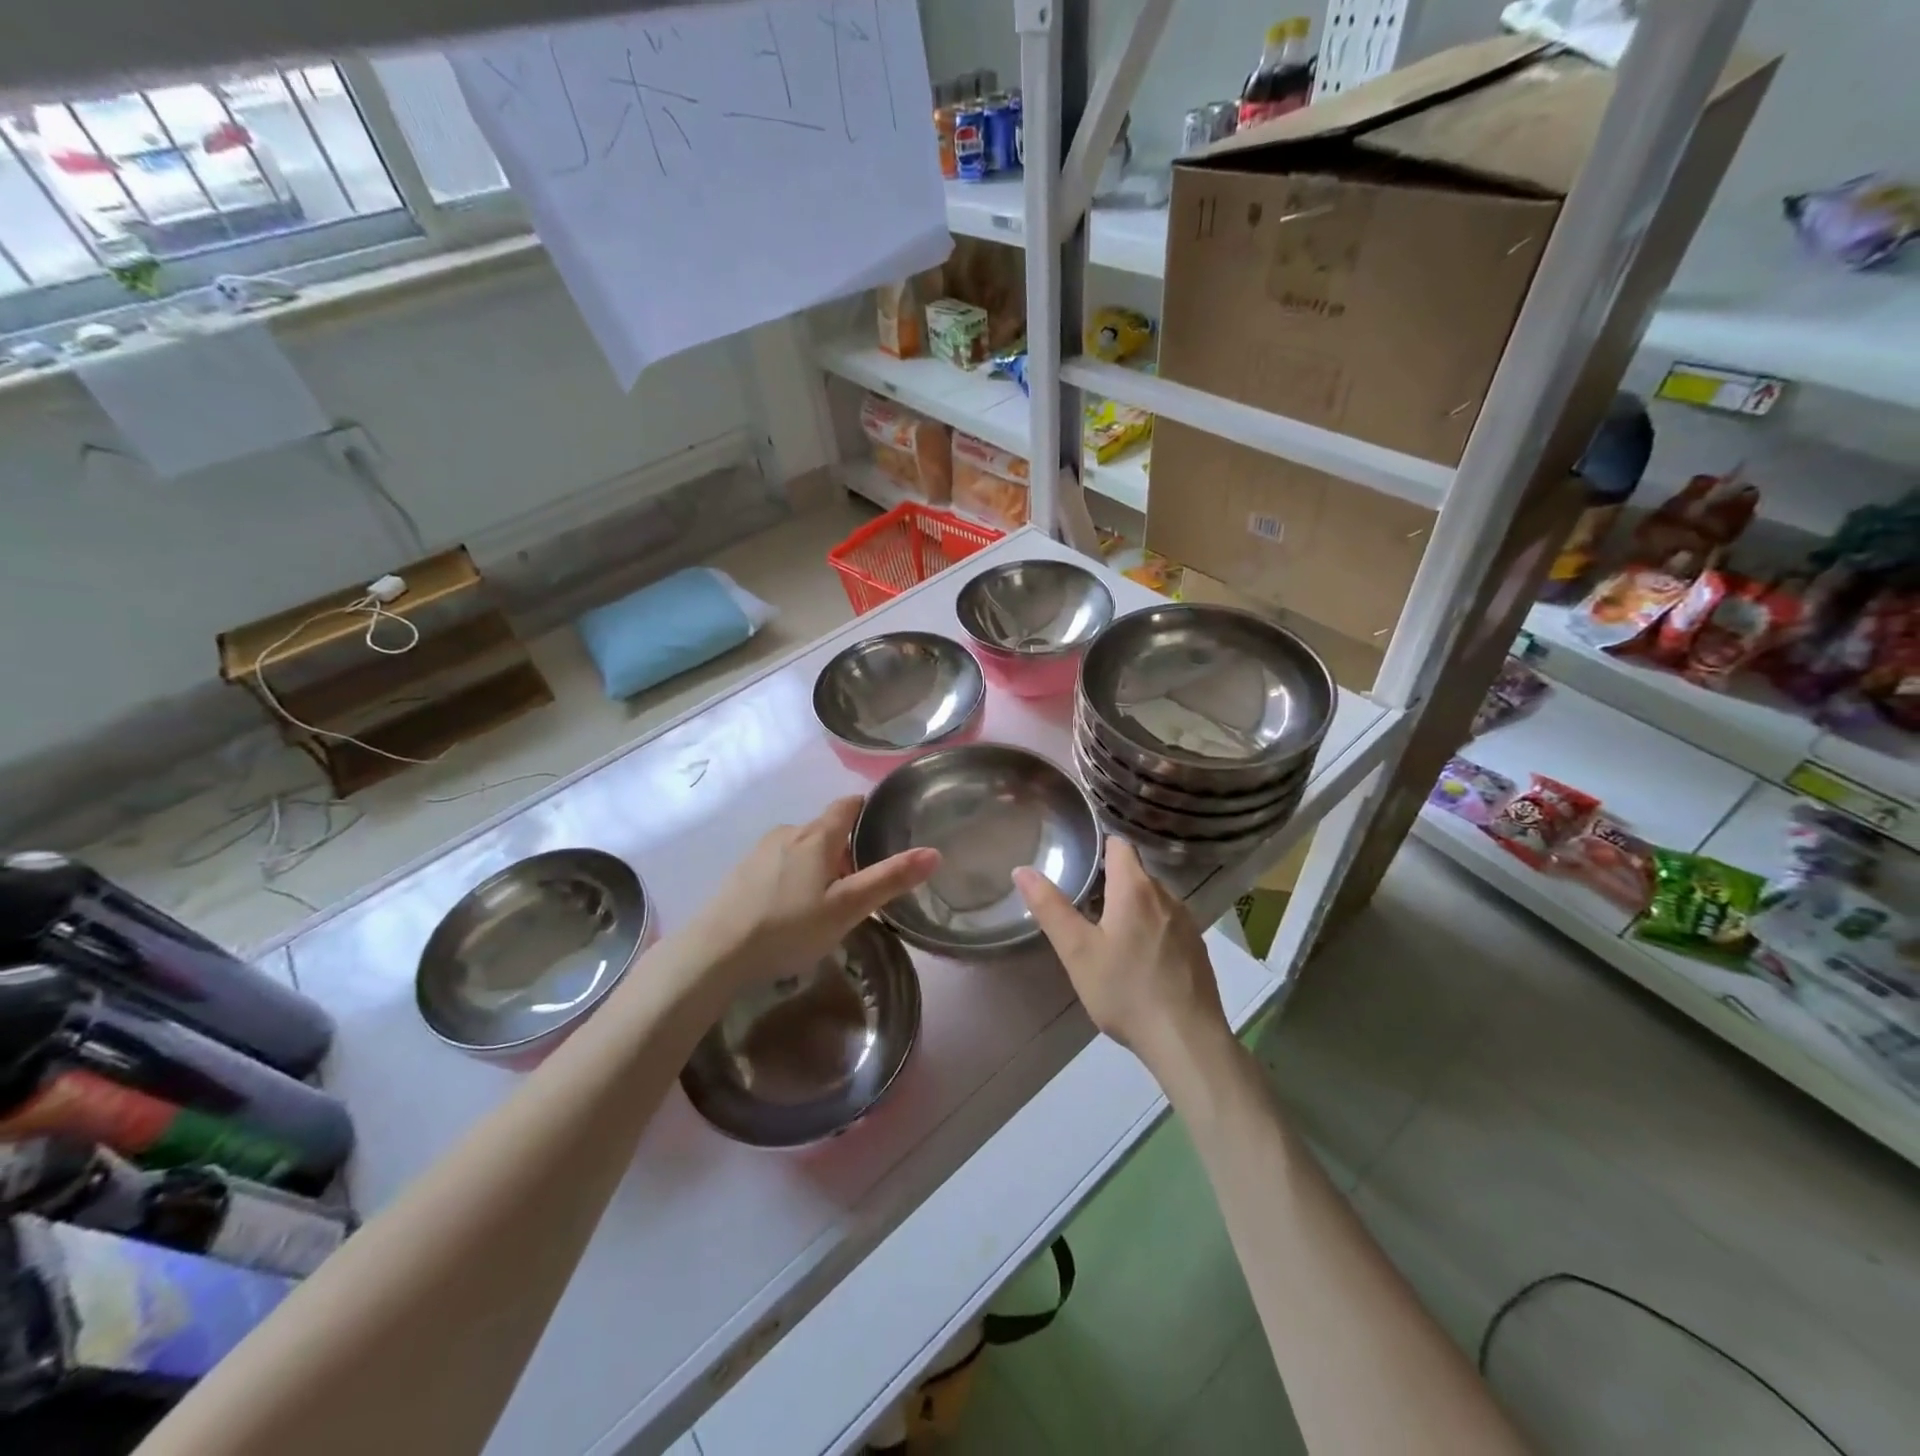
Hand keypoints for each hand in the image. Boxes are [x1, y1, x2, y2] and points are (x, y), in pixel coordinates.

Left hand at [683, 796, 938, 992]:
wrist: (715, 952)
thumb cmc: (789, 927)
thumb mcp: (847, 908)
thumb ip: (889, 880)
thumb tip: (934, 852)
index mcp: (817, 836)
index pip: (848, 805)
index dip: (867, 810)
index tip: (883, 826)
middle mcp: (788, 832)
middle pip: (825, 828)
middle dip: (845, 847)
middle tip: (861, 880)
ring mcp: (760, 851)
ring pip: (801, 846)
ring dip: (818, 863)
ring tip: (827, 899)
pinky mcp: (741, 871)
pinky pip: (779, 862)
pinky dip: (793, 875)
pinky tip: (791, 908)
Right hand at [1013, 838, 1227, 1074]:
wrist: (1186, 1040)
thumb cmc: (1125, 991)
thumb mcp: (1077, 951)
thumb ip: (1050, 908)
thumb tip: (1023, 870)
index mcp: (1135, 888)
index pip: (1119, 845)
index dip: (1098, 847)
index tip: (1078, 861)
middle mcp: (1166, 896)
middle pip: (1134, 872)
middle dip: (1109, 881)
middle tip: (1082, 905)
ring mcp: (1186, 922)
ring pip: (1152, 899)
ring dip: (1130, 906)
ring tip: (1106, 934)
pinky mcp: (1196, 948)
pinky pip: (1167, 923)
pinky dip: (1150, 928)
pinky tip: (1137, 960)